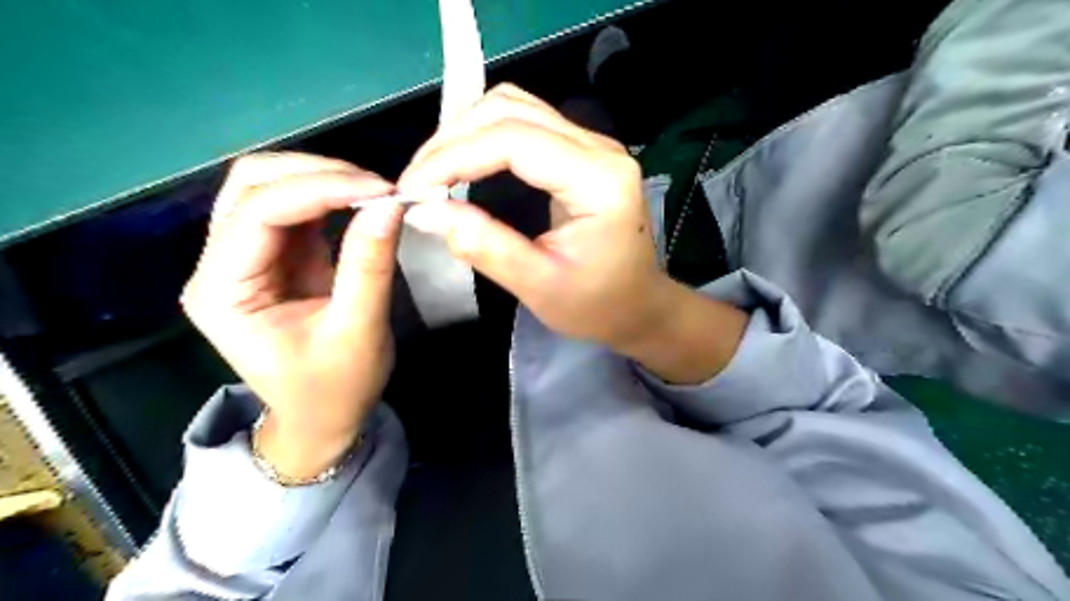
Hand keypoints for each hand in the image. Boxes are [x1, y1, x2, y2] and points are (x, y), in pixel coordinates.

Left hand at [181, 150, 402, 477]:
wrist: (324, 418)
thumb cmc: (336, 387)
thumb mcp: (358, 330)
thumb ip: (369, 265)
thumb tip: (391, 204)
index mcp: (222, 291)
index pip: (260, 213)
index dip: (321, 190)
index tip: (383, 190)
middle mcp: (220, 264)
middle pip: (252, 185)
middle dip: (317, 174)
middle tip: (379, 187)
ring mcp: (246, 257)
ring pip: (270, 187)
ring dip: (323, 179)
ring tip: (375, 192)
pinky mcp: (276, 256)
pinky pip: (295, 208)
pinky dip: (330, 196)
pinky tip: (362, 202)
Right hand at [401, 83, 676, 350]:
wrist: (640, 305)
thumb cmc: (598, 305)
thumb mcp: (539, 286)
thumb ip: (484, 246)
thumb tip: (424, 211)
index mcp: (599, 180)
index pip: (514, 140)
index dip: (453, 157)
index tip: (411, 189)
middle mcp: (600, 147)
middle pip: (511, 110)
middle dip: (453, 140)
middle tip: (417, 182)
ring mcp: (593, 144)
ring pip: (515, 107)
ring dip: (465, 132)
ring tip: (433, 172)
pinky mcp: (582, 151)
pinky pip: (526, 123)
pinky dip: (484, 136)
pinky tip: (463, 164)